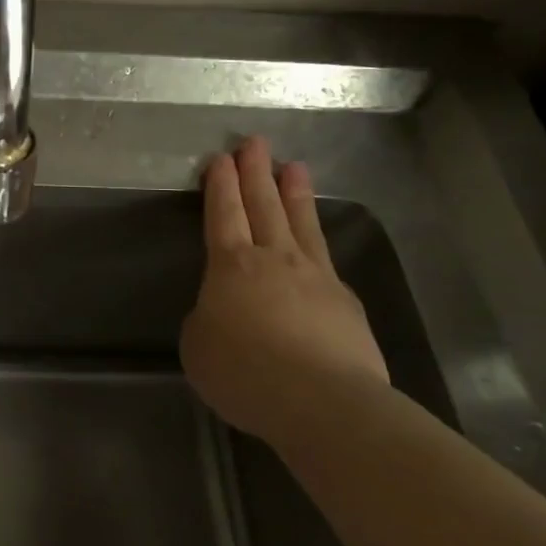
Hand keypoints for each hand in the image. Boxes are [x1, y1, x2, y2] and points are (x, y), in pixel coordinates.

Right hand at [180, 135, 389, 439]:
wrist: (322, 402)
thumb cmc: (244, 372)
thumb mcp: (198, 346)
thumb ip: (207, 319)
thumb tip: (222, 312)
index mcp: (231, 265)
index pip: (223, 213)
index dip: (221, 185)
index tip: (221, 159)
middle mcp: (274, 259)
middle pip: (263, 205)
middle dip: (255, 172)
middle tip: (255, 142)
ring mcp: (315, 277)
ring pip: (301, 223)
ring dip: (294, 193)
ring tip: (294, 167)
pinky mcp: (346, 302)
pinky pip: (326, 262)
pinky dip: (317, 245)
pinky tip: (317, 246)